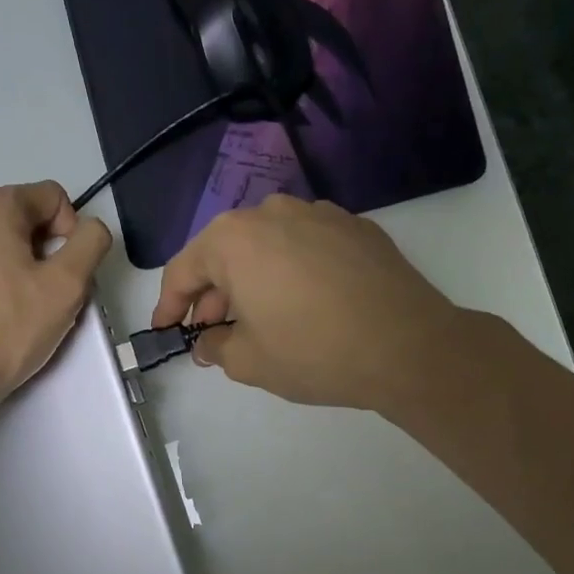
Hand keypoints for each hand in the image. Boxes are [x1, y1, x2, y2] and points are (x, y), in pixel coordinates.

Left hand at [0, 181, 110, 419]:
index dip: (70, 233)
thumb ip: (90, 244)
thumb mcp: (67, 287)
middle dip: (34, 253)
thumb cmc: (7, 329)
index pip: (51, 198)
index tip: (65, 274)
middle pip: (14, 222)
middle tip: (38, 300)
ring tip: (2, 312)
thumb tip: (90, 227)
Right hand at [152, 195, 459, 413]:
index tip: (166, 330)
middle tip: (210, 331)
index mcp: (234, 239)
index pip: (184, 269)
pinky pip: (305, 246)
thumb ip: (216, 348)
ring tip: (255, 318)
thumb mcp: (249, 362)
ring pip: (266, 245)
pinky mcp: (355, 227)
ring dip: (251, 280)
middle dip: (211, 293)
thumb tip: (207, 342)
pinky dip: (290, 271)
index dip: (169, 304)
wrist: (407, 346)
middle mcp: (272, 212)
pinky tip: (300, 304)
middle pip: (225, 251)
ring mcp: (319, 213)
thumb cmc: (313, 352)